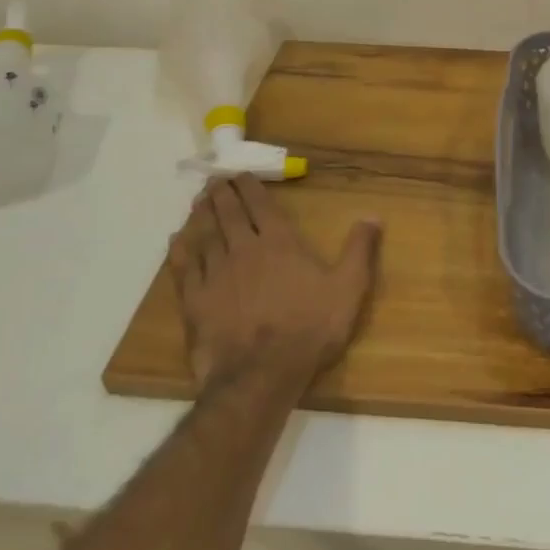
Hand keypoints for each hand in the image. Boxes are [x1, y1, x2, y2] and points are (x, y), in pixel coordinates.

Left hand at [168, 174, 381, 387]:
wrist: (261, 375)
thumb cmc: (309, 328)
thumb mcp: (349, 288)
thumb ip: (360, 249)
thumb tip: (372, 215)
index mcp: (279, 242)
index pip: (260, 205)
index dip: (250, 187)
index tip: (240, 173)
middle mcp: (243, 249)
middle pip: (229, 214)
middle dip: (222, 193)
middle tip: (214, 179)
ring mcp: (216, 274)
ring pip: (204, 235)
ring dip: (201, 214)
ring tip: (198, 200)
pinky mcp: (195, 301)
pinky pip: (183, 268)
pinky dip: (180, 250)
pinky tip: (176, 241)